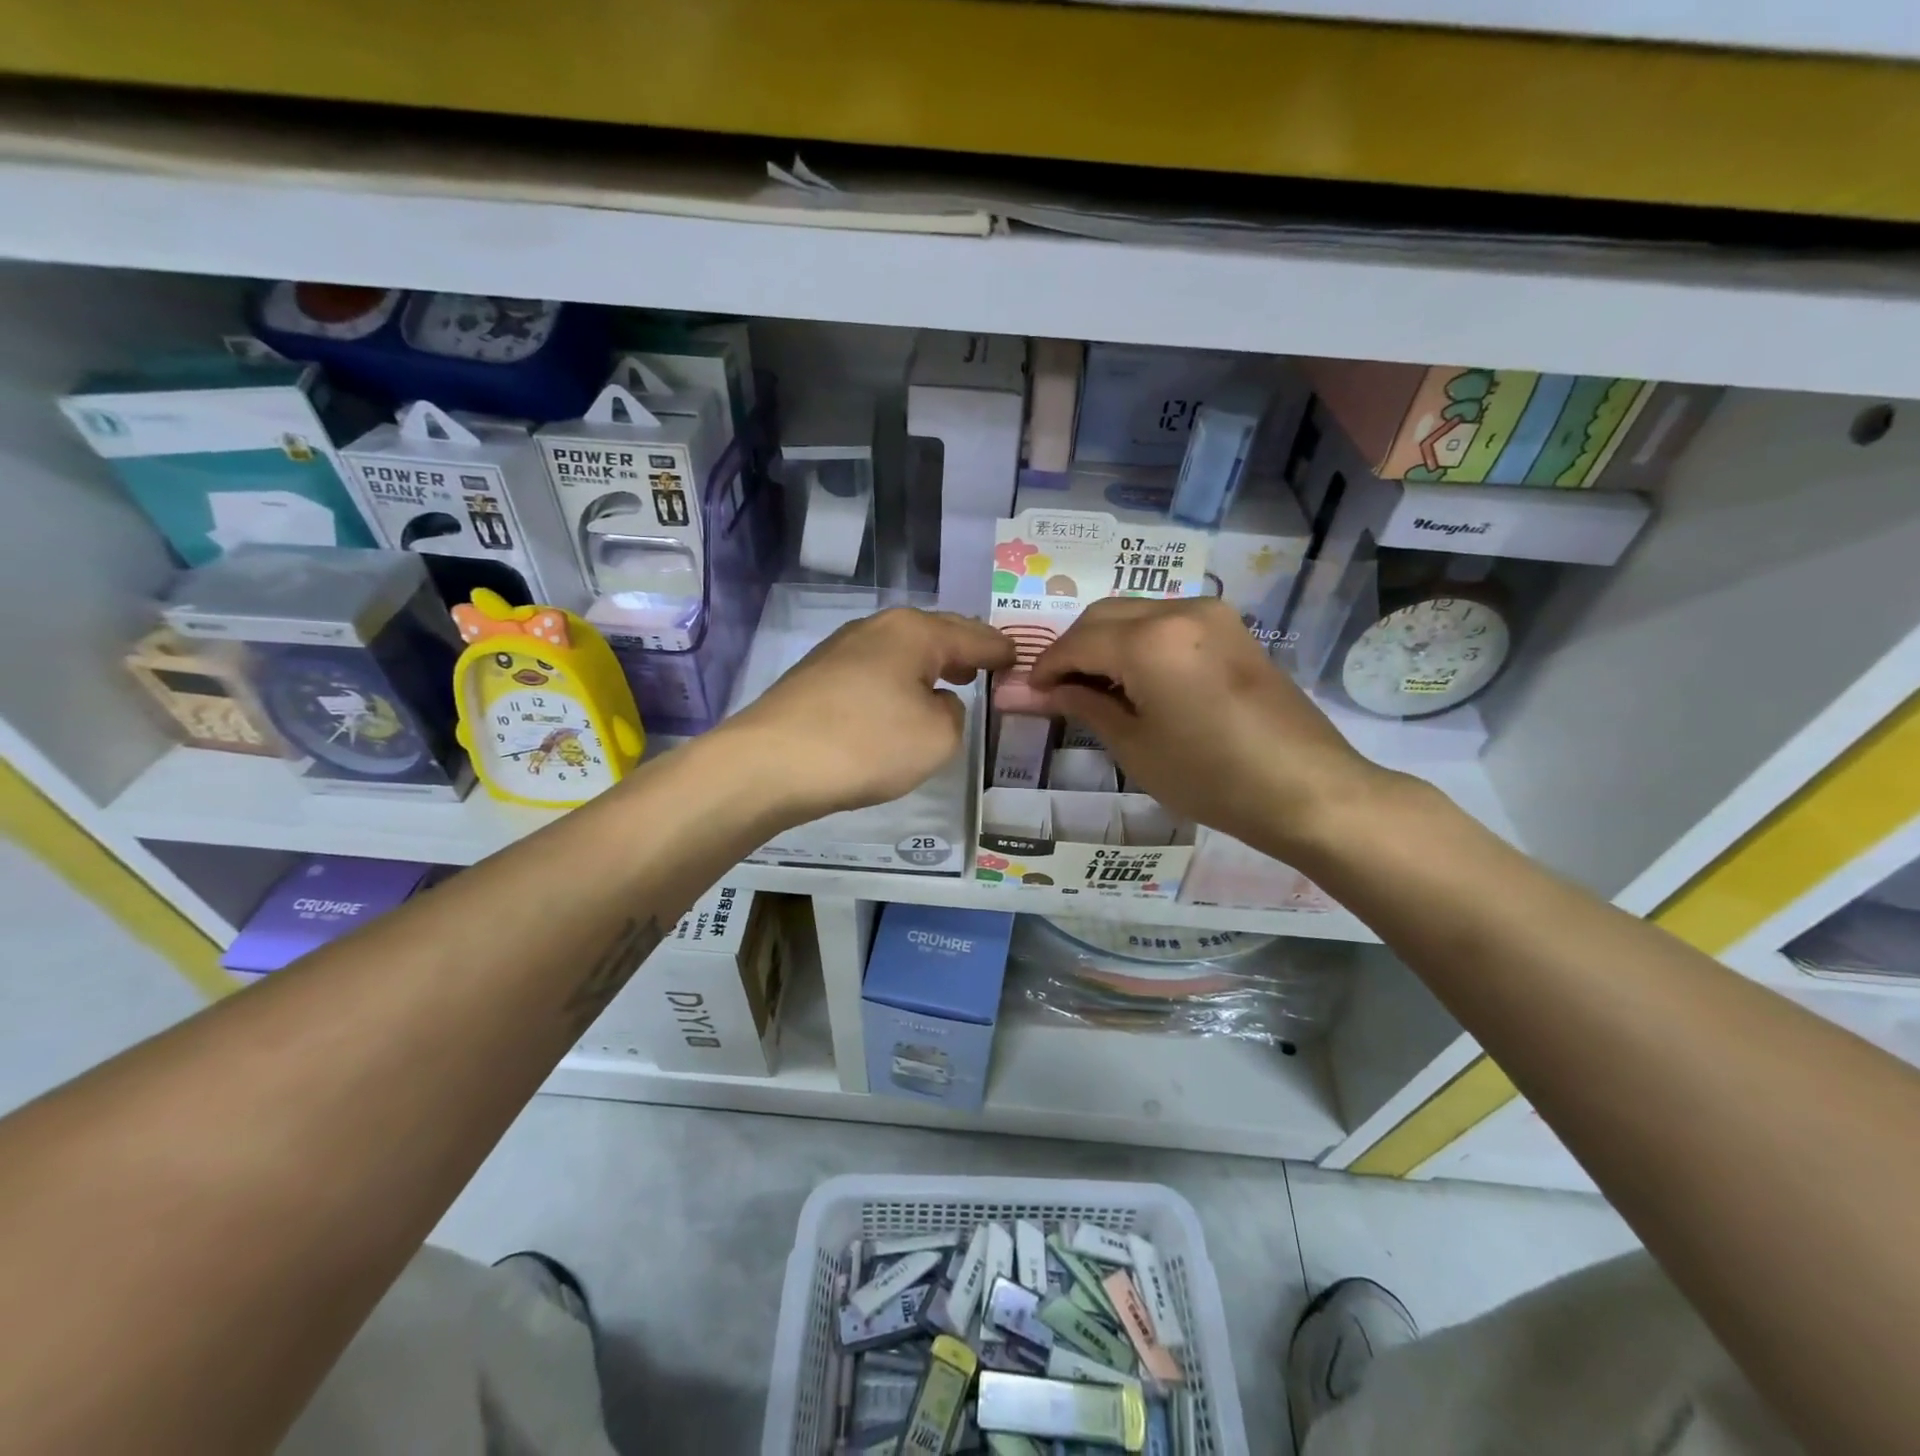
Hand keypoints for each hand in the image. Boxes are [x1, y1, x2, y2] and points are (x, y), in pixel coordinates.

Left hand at [723, 607, 1013, 823]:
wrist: (769, 764)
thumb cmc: (866, 744)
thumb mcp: (938, 737)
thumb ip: (954, 713)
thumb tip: (936, 702)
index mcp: (914, 632)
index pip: (973, 635)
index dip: (1000, 649)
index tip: (1019, 658)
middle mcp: (877, 628)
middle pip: (934, 634)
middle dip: (964, 649)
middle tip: (989, 664)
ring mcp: (841, 649)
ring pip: (901, 652)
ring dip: (929, 666)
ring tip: (952, 680)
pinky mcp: (817, 677)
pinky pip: (875, 672)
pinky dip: (898, 683)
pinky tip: (900, 702)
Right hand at [1025, 597, 1393, 858]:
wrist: (1306, 789)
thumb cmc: (1211, 778)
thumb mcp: (1135, 746)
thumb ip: (1081, 706)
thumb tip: (1028, 693)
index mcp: (1150, 640)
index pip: (1076, 642)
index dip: (1045, 668)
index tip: (1027, 695)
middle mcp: (1179, 610)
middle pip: (1103, 616)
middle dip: (1072, 650)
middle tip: (1057, 693)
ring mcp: (1212, 614)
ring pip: (1135, 613)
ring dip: (1105, 643)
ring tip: (1094, 690)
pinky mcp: (1232, 628)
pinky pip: (1167, 621)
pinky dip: (1139, 642)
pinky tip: (1135, 680)